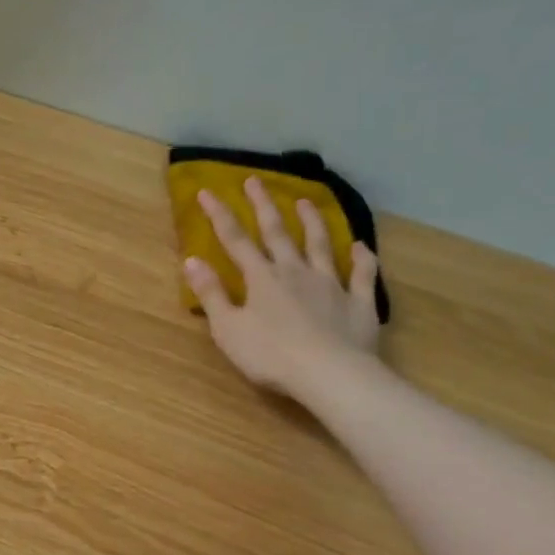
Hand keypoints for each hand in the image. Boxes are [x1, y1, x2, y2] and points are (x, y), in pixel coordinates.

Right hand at [182, 180, 383, 402]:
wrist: (329, 373)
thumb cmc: (270, 355)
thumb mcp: (228, 328)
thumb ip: (211, 294)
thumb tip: (191, 260)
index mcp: (261, 278)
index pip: (235, 240)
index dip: (220, 215)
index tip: (208, 192)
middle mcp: (296, 272)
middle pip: (277, 233)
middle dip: (263, 206)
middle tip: (255, 181)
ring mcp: (331, 284)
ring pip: (321, 245)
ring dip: (312, 222)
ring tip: (306, 201)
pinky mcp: (359, 302)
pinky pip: (363, 275)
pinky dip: (363, 259)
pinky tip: (362, 247)